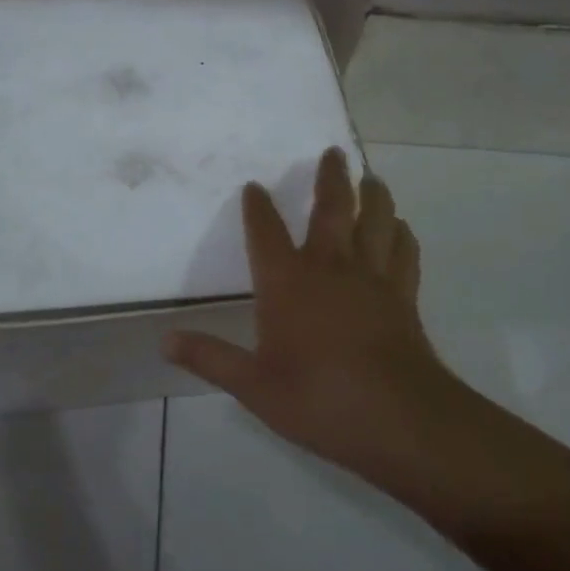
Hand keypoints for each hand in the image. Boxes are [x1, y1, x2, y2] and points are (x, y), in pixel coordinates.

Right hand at [165, 148, 469, 488]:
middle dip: (331, 178)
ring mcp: (372, 278)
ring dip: (374, 196)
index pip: (266, 232)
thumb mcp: (253, 385)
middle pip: (331, 208)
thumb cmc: (317, 398)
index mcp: (287, 282)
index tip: (254, 186)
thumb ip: (210, 358)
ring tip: (373, 178)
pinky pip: (404, 253)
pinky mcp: (403, 296)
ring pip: (376, 221)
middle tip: (333, 152)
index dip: (258, 207)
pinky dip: (402, 235)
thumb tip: (165, 341)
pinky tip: (401, 229)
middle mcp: (330, 267)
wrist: (397, 418)